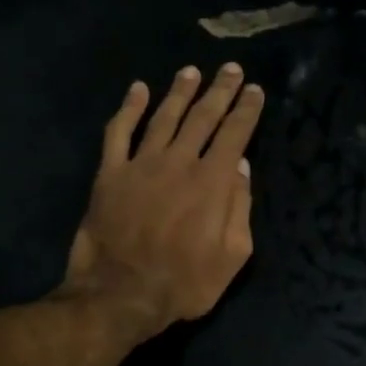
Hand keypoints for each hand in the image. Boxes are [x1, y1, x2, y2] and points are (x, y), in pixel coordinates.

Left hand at [60, 64, 264, 337]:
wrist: (120, 296)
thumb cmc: (184, 283)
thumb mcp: (232, 256)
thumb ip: (240, 208)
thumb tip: (241, 168)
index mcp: (212, 182)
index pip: (235, 134)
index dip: (247, 110)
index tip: (255, 90)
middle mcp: (179, 162)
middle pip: (203, 117)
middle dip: (220, 91)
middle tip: (231, 69)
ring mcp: (141, 164)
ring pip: (164, 117)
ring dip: (180, 91)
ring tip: (192, 71)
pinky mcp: (110, 174)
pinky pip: (119, 132)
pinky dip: (128, 108)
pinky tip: (138, 89)